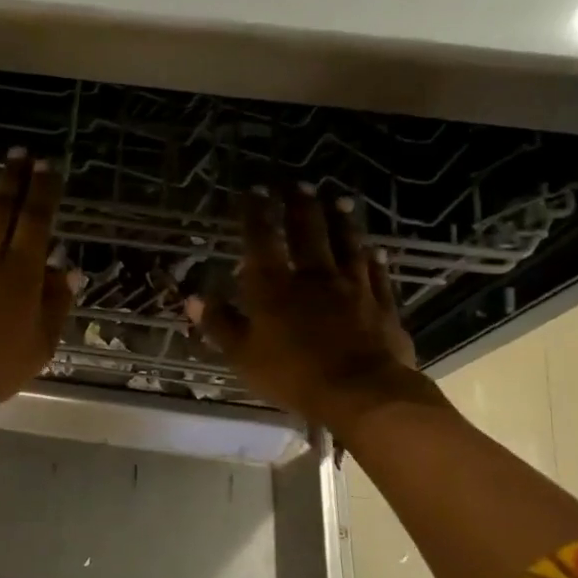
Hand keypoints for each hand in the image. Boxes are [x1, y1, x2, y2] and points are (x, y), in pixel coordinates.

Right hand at [187, 186, 435, 435]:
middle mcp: (314, 277)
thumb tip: (195, 298)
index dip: (256, 214)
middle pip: (308, 232)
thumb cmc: (292, 375)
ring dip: (341, 221)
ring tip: (339, 200)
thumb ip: (220, 324)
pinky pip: (377, 275)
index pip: (262, 240)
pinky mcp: (382, 306)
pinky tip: (375, 250)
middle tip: (299, 184)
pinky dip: (374, 260)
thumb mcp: (243, 355)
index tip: (254, 191)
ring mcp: (353, 288)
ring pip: (347, 246)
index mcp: (275, 287)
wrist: (361, 393)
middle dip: (301, 206)